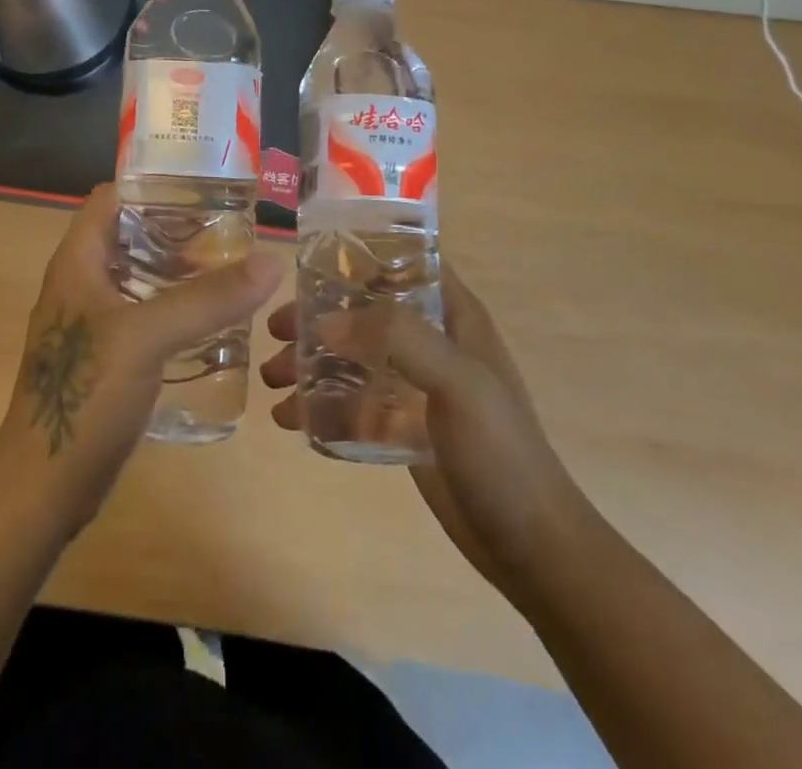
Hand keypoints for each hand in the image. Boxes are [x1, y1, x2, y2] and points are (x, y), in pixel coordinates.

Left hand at [0, 183, 282, 537]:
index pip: (111, 197)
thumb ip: (207, 298)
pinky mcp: (106, 357)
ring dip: (179, 268)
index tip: (203, 186)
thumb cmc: (86, 395)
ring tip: (231, 267)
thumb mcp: (147, 337)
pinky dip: (175, 306)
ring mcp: (92, 322)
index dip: (152, 184)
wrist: (45, 487)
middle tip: (231, 228)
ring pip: (140, 276)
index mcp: (77, 261)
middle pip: (130, 234)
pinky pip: (145, 314)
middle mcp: (82, 283)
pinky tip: (212, 319)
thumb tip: (270, 262)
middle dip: (177, 226)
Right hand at [261, 262, 585, 601]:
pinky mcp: (402, 424)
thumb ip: (397, 338)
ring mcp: (415, 384)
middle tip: (275, 329)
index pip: (406, 262)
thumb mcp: (458, 381)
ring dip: (312, 361)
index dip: (362, 255)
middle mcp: (433, 341)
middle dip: (318, 316)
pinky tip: (289, 417)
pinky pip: (352, 400)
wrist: (530, 546)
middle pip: (366, 310)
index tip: (309, 263)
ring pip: (353, 355)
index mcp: (454, 315)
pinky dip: (320, 402)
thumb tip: (324, 323)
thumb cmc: (501, 452)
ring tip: (272, 378)